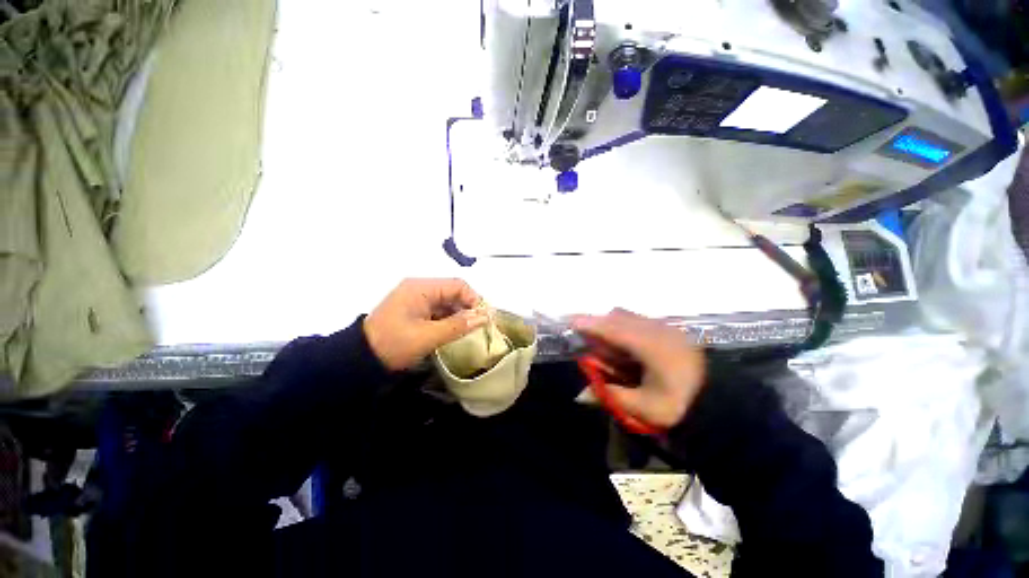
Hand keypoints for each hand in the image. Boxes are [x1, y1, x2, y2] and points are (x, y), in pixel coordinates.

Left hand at [364, 279, 490, 370]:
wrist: (360, 360)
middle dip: (467, 308)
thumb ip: (458, 326)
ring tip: (467, 331)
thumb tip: (485, 317)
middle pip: (453, 292)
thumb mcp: (428, 336)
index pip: (457, 285)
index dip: (474, 299)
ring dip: (458, 315)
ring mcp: (416, 298)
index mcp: (421, 287)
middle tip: (478, 327)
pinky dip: (448, 319)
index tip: (484, 318)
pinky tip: (453, 331)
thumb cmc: (393, 344)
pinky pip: (438, 310)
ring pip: (447, 302)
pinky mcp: (414, 309)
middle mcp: (419, 288)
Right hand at [572, 309, 705, 428]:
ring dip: (611, 326)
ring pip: (628, 317)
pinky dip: (624, 327)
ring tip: (604, 344)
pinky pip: (638, 321)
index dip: (590, 324)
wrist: (721, 403)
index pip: (613, 329)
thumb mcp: (644, 407)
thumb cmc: (681, 405)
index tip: (570, 321)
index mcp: (650, 346)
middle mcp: (656, 330)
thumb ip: (610, 396)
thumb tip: (580, 395)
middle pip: (618, 317)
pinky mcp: (670, 329)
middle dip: (598, 324)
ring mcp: (665, 327)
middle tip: (585, 337)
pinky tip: (624, 345)